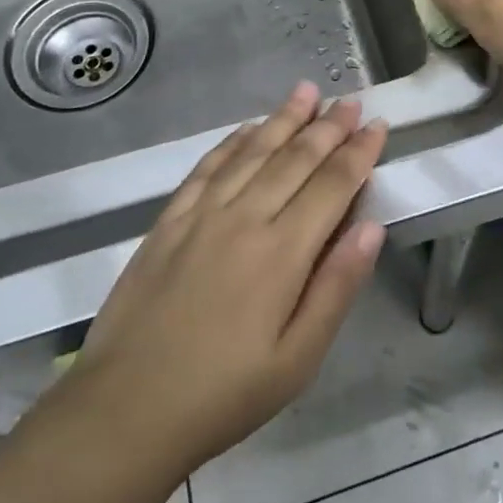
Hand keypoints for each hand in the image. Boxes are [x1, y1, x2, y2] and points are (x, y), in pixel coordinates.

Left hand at [72, 83, 387, 475]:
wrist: (125, 410)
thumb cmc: (224, 394)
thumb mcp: (298, 359)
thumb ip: (337, 287)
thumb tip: (371, 227)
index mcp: (283, 252)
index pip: (332, 185)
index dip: (359, 152)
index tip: (377, 125)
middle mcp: (245, 219)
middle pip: (295, 159)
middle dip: (327, 127)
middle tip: (349, 101)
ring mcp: (201, 215)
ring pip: (252, 152)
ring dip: (283, 120)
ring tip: (306, 92)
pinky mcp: (168, 222)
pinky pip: (207, 168)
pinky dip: (232, 142)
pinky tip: (247, 128)